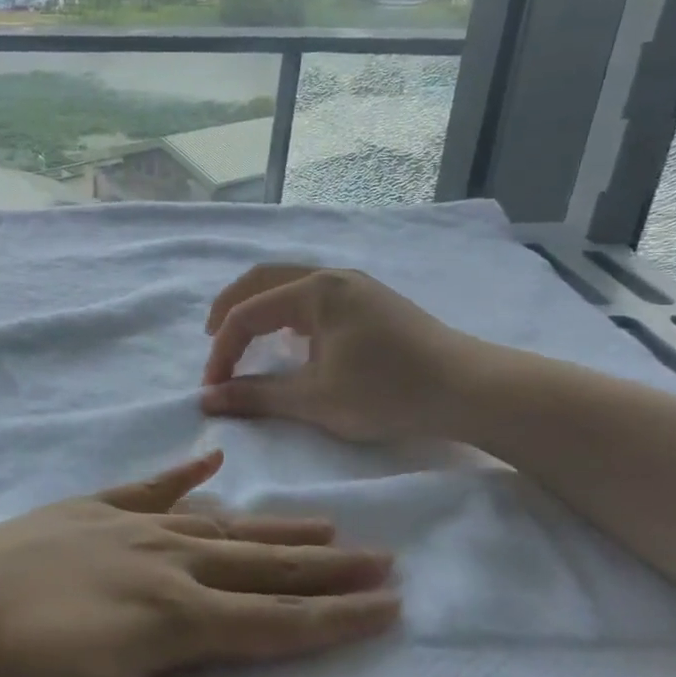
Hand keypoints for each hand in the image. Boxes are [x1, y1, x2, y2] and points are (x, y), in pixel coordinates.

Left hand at [0, 451, 397, 676]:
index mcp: (167, 620)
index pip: (274, 622)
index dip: (336, 619)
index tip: (391, 606)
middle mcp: (158, 561)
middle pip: (259, 565)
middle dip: (325, 567)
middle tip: (382, 559)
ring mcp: (119, 527)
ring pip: (218, 524)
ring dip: (274, 526)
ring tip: (325, 522)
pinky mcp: (82, 510)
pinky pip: (149, 487)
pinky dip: (184, 474)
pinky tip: (210, 460)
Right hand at [201, 264, 494, 445]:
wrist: (468, 389)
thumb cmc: (387, 391)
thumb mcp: (314, 399)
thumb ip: (256, 396)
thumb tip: (207, 400)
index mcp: (315, 290)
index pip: (248, 313)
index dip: (222, 350)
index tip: (213, 388)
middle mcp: (332, 276)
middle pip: (262, 279)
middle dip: (230, 308)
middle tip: (211, 339)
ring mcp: (355, 285)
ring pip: (289, 282)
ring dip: (258, 306)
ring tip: (244, 336)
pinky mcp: (371, 301)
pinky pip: (312, 294)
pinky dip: (286, 310)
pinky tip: (290, 337)